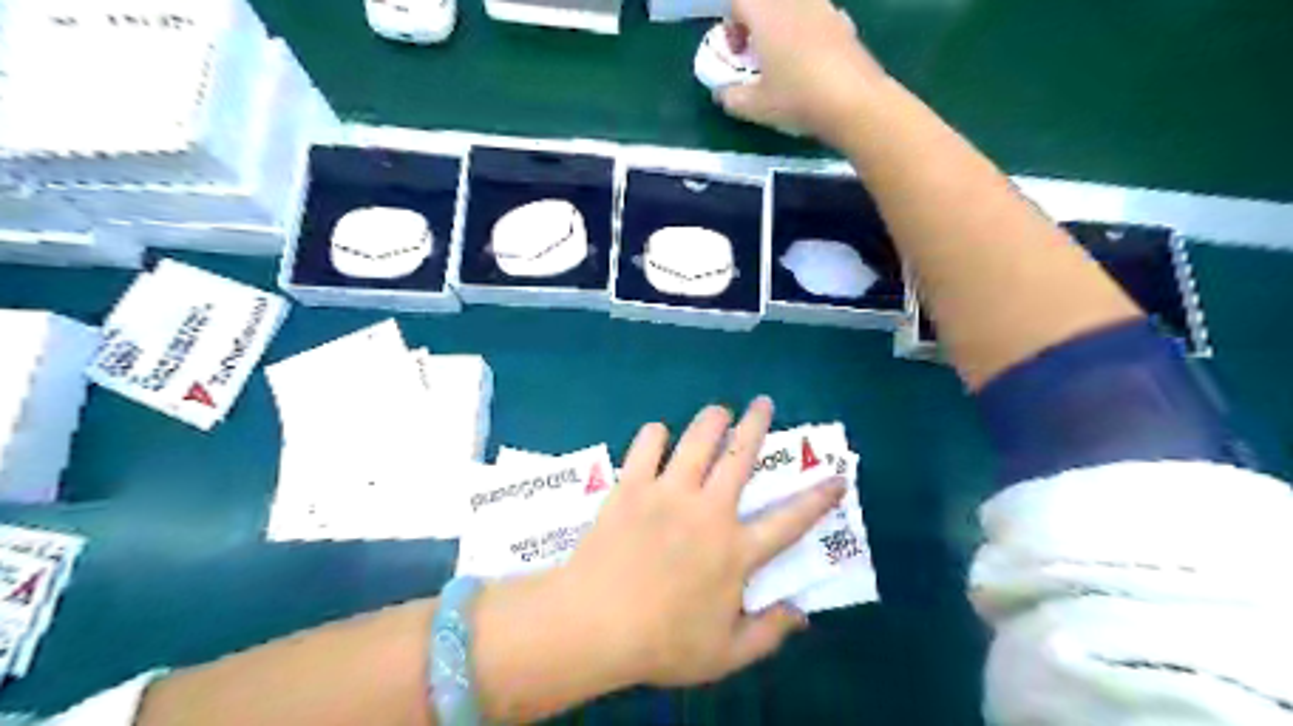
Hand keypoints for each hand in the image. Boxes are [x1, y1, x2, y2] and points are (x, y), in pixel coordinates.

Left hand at [561, 397, 844, 685]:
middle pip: (741, 456)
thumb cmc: (662, 644)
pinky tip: (659, 435)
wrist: (593, 624)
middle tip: (763, 403)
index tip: (837, 477)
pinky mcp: (632, 486)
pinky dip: (655, 434)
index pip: (790, 520)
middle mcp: (708, 511)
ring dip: (712, 419)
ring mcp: (668, 493)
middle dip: (757, 424)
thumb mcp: (725, 655)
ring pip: (698, 440)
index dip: (819, 498)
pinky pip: (647, 445)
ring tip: (719, 410)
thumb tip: (801, 615)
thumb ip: (768, 634)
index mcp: (735, 551)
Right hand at [719, 1, 889, 143]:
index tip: (737, 54)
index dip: (731, 26)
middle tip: (757, 56)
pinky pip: (817, 19)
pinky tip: (812, 65)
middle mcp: (794, 2)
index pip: (739, 2)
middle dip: (756, 24)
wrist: (854, 102)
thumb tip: (722, 92)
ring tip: (784, 61)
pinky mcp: (844, 23)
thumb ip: (731, 97)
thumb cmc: (797, 98)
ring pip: (793, 8)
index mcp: (766, 14)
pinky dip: (808, 33)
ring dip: (783, 27)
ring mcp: (823, 9)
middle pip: (767, 2)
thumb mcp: (755, 107)